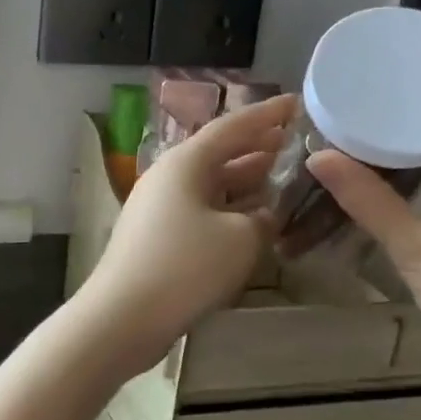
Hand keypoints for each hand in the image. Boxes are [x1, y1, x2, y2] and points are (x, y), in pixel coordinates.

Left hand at [77, 93, 295, 377]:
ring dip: (245, 180)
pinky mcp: (157, 237)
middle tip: (294, 141)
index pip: (232, 127)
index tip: (297, 103)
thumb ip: (262, 219)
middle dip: (257, 147)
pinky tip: (253, 222)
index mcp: (185, 163)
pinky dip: (229, 211)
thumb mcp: (240, 239)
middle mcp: (168, 177)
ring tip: (281, 175)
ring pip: (210, 185)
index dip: (267, 115)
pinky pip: (201, 211)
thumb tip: (264, 215)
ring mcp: (159, 208)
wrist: (123, 316)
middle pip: (218, 154)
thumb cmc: (185, 266)